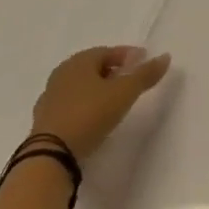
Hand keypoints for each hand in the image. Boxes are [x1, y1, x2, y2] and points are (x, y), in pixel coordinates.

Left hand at [29, 45, 171, 160]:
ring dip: (97, 91)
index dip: (128, 56)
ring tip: (113, 102)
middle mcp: (61, 74)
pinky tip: (93, 118)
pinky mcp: (43, 122)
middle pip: (93, 68)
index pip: (109, 51)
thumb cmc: (90, 114)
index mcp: (79, 61)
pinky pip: (70, 106)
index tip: (143, 63)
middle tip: (129, 81)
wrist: (50, 156)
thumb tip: (165, 56)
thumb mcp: (125, 92)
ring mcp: (49, 99)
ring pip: (80, 87)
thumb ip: (146, 74)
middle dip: (112, 72)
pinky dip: (84, 107)